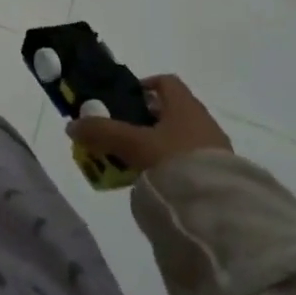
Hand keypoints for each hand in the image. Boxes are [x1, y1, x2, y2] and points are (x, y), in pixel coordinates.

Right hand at [67, 75, 230, 172]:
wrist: (221, 212)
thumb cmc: (175, 161)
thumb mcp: (132, 144)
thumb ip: (102, 133)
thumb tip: (72, 125)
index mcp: (185, 105)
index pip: (166, 82)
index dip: (145, 86)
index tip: (125, 101)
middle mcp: (204, 121)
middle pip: (172, 111)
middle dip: (147, 121)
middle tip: (125, 135)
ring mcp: (217, 150)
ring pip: (182, 138)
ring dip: (161, 145)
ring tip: (138, 163)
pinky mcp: (223, 177)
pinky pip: (193, 162)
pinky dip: (175, 166)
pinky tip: (161, 183)